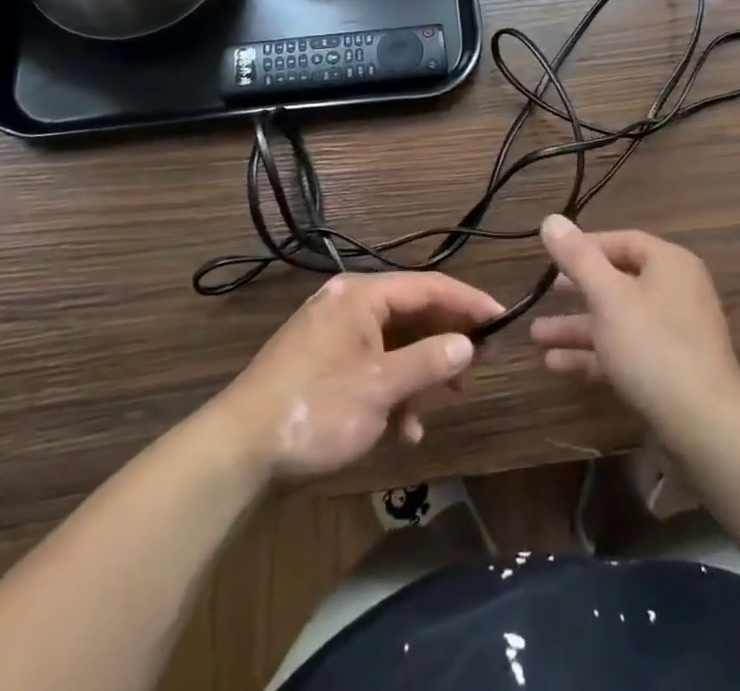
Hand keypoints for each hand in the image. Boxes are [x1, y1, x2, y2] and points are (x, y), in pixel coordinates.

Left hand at [217, 272, 503, 482]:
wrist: (236, 453)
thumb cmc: (316, 409)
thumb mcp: (381, 388)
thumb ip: (430, 362)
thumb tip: (468, 344)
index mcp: (361, 295)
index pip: (429, 286)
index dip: (469, 302)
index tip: (502, 319)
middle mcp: (347, 303)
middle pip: (412, 312)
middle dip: (445, 340)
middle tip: (478, 363)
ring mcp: (332, 334)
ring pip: (393, 342)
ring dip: (419, 372)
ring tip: (443, 400)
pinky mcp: (321, 363)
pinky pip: (371, 364)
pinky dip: (391, 388)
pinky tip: (401, 428)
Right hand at [531, 216, 739, 449]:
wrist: (705, 426)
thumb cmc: (652, 346)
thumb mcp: (608, 296)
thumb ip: (577, 258)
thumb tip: (551, 220)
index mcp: (669, 264)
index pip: (622, 241)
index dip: (584, 247)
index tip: (551, 257)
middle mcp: (676, 292)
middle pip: (618, 281)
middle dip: (577, 290)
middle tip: (544, 293)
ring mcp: (675, 334)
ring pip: (618, 320)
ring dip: (578, 327)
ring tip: (537, 335)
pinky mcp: (669, 371)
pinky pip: (625, 351)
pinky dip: (594, 355)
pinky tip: (556, 365)